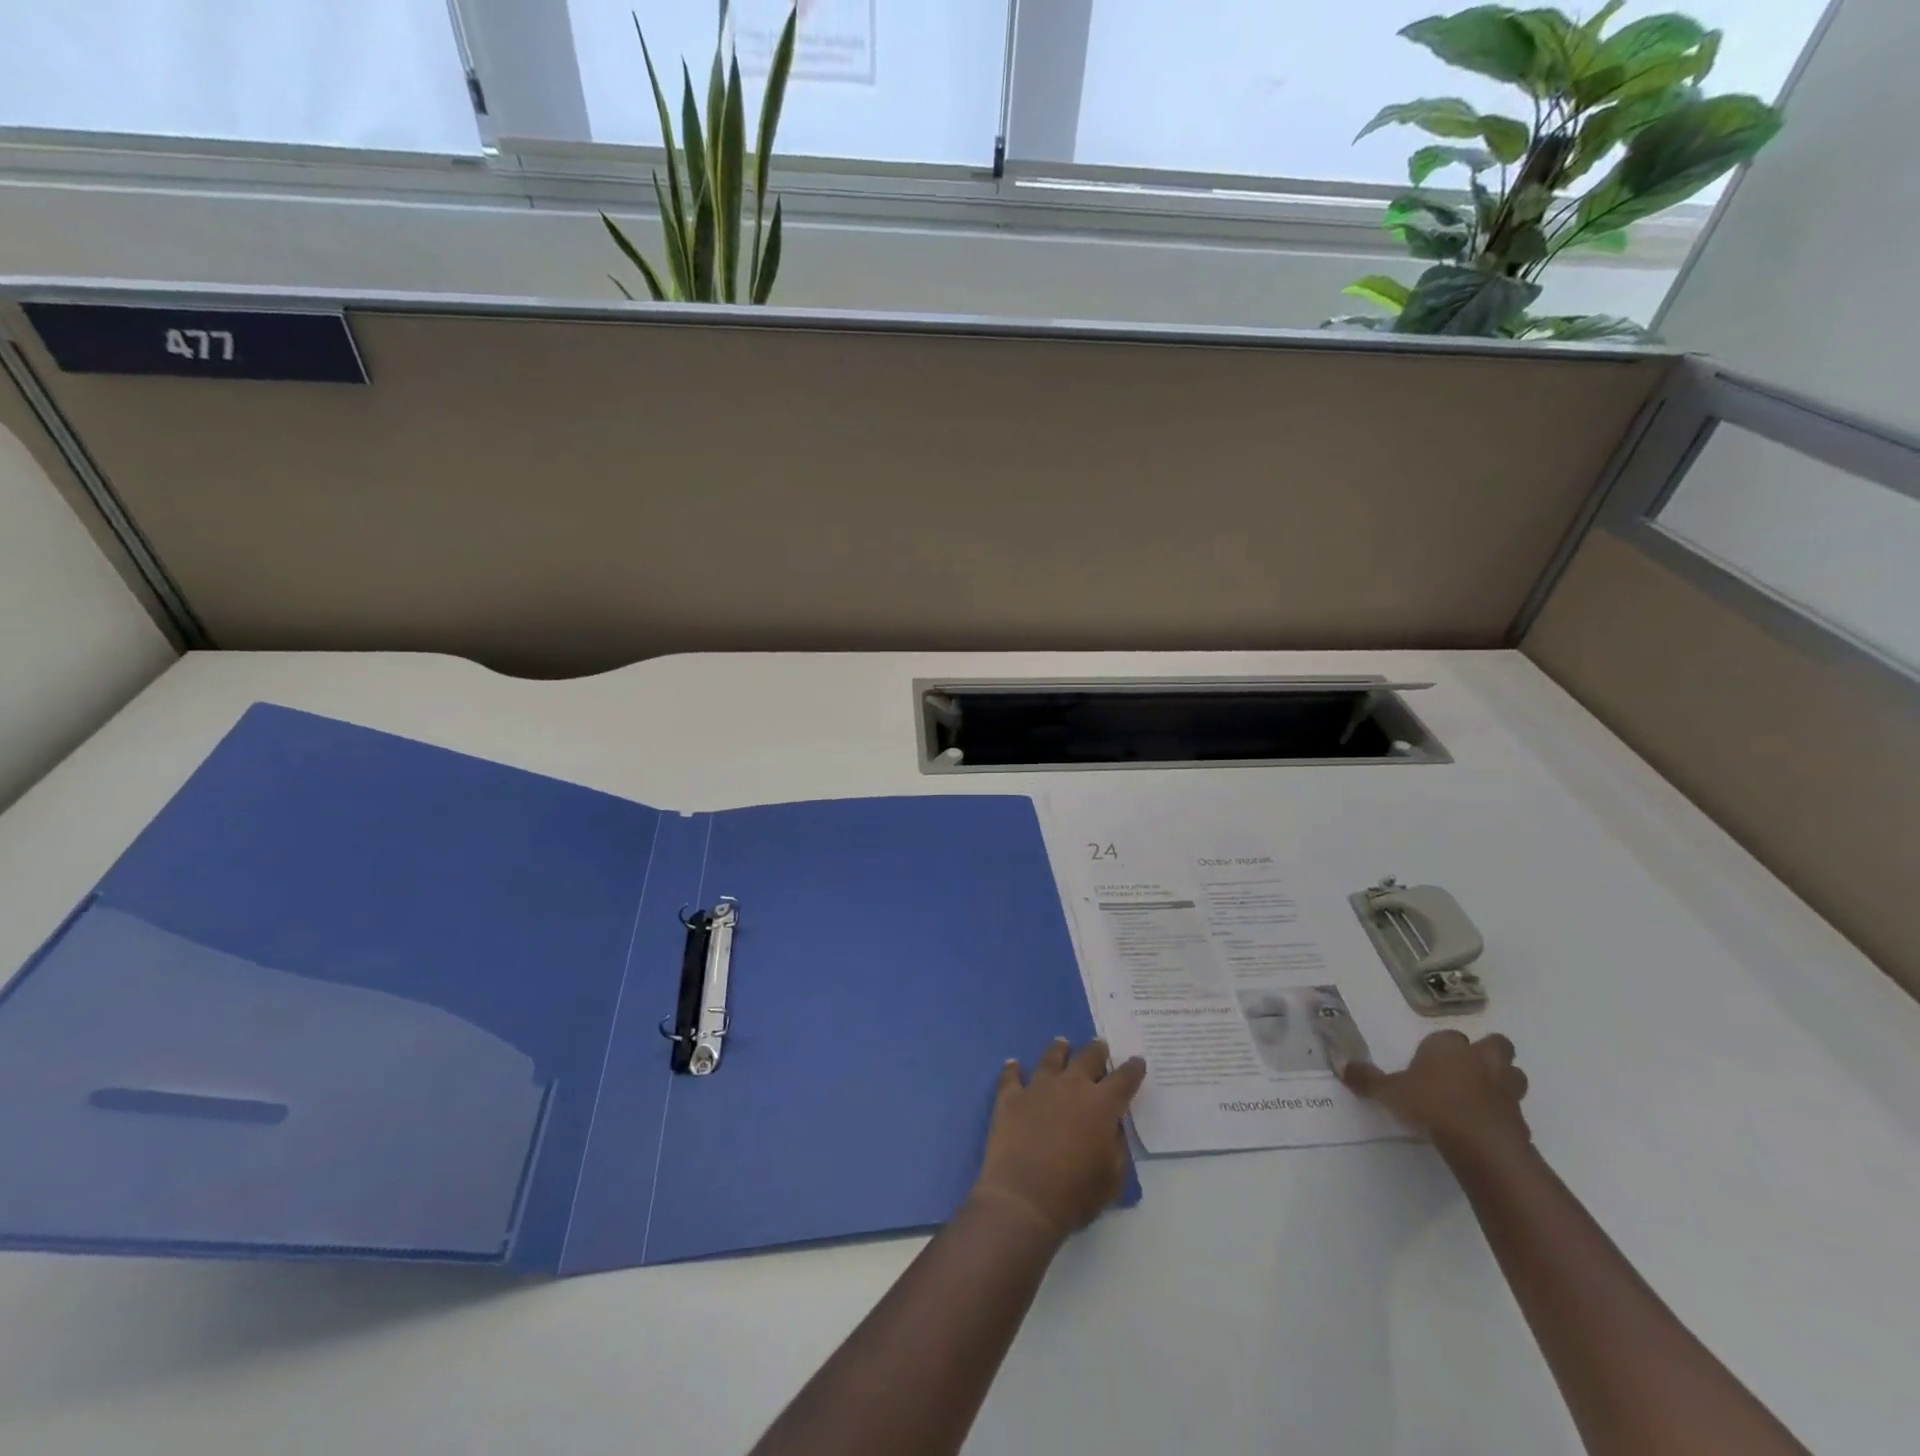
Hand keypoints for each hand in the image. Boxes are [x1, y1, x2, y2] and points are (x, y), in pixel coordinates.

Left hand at [971, 1038, 1146, 1241]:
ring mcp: (1038, 1087)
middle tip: (1100, 1046)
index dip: (1133, 1069)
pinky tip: (1013, 1064)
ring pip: (1051, 1057)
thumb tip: (1113, 1125)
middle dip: (1097, 1051)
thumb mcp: (1113, 1178)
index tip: (1137, 1061)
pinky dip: (1013, 1069)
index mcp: (1101, 1104)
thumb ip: (1117, 1145)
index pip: (1124, 1079)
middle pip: (1087, 1057)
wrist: (1023, 1199)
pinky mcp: (1011, 1096)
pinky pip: (1011, 1076)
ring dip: (1059, 1050)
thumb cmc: (1075, 1193)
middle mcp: (1071, 1086)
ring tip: (1062, 1043)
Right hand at [1342, 1030, 1530, 1160]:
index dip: (1441, 1048)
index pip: (1448, 1036)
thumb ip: (1368, 1079)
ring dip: (1503, 1080)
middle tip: (1467, 1069)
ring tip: (1482, 1094)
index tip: (1429, 1062)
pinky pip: (1514, 1108)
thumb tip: (1342, 1067)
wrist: (1480, 1144)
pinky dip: (1504, 1113)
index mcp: (1448, 1047)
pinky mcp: (1520, 1119)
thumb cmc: (1431, 1105)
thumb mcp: (1389, 1092)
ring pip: (1513, 1073)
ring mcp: (1505, 1089)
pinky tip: (1487, 1125)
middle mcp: (1480, 1060)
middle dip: (1487, 1053)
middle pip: (1495, 1045)